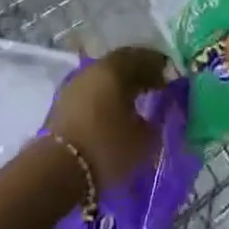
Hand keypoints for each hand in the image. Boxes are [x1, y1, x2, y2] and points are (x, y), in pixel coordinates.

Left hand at [44, 46, 169, 189]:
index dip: (159, 66)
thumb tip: (160, 114)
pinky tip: (115, 112)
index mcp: (114, 69)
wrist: (57, 170)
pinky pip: (92, 91)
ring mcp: (75, 85)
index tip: (171, 78)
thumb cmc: (107, 148)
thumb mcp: (144, 139)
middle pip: (121, 64)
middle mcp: (93, 69)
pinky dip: (107, 96)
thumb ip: (157, 121)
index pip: (142, 57)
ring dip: (121, 85)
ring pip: (104, 77)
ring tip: (137, 101)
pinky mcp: (63, 104)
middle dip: (140, 73)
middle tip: (156, 85)